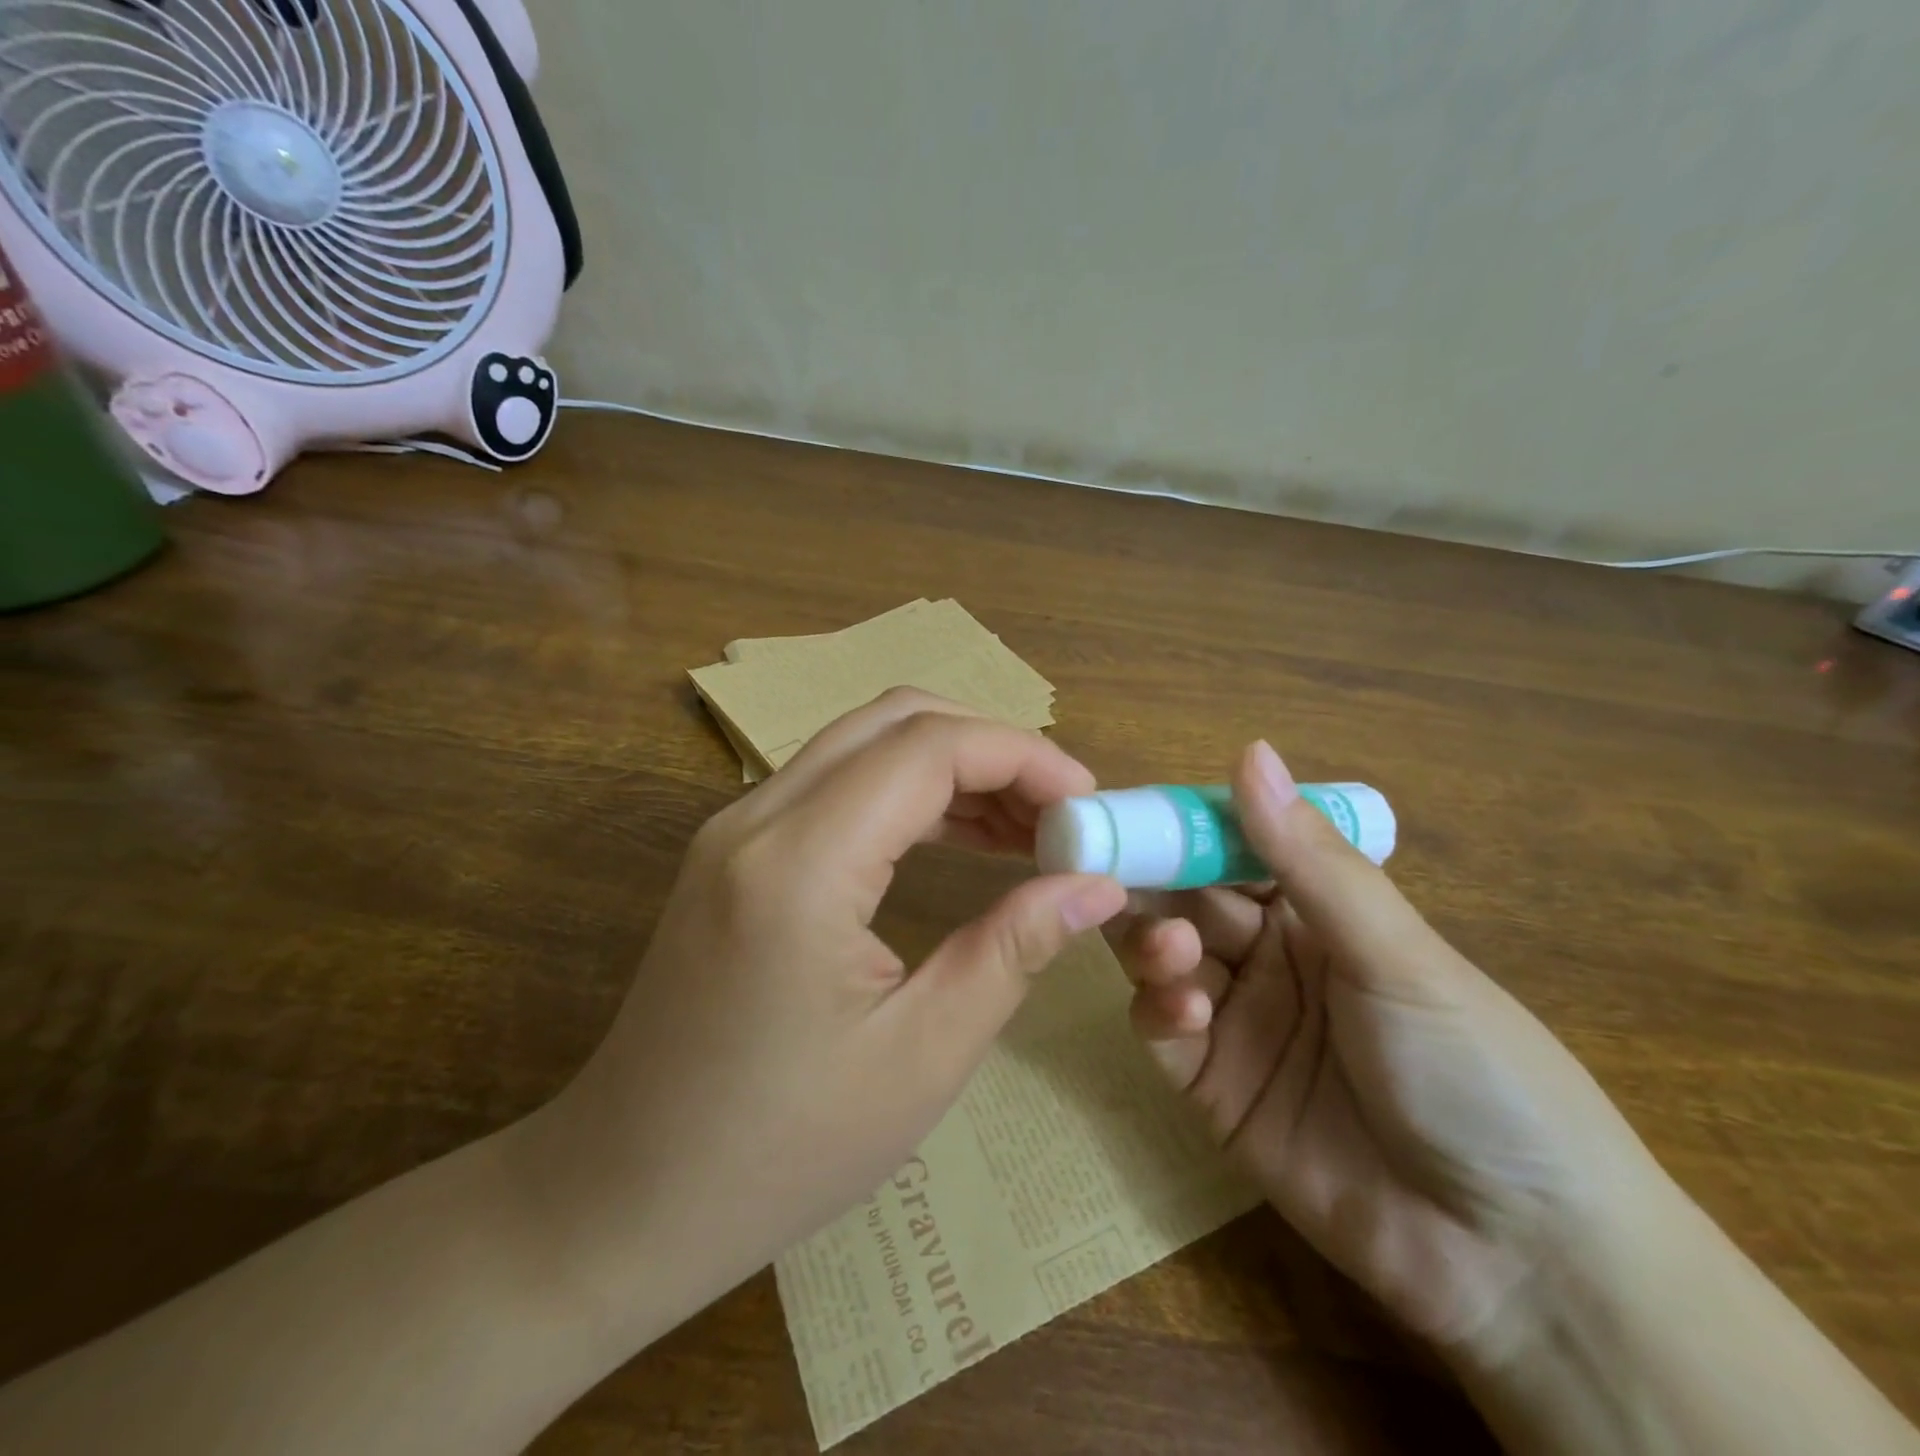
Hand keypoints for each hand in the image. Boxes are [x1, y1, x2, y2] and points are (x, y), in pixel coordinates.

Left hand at [519, 690, 1126, 1336]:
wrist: (625, 1192)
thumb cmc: (779, 1149)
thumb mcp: (922, 1057)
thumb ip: (1013, 949)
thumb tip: (1095, 884)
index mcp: (800, 863)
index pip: (928, 748)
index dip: (1022, 756)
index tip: (1089, 803)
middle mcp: (758, 816)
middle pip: (895, 721)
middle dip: (991, 748)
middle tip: (1060, 811)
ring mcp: (736, 826)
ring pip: (864, 743)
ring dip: (951, 767)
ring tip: (1025, 827)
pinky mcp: (734, 850)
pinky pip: (836, 784)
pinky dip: (907, 793)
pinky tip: (957, 836)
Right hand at [1112, 742, 1665, 1354]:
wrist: (1520, 1259)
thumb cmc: (1475, 1071)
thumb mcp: (1396, 955)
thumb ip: (1310, 859)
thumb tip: (1250, 750)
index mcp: (1317, 911)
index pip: (1231, 847)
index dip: (1182, 826)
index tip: (1128, 810)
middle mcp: (1269, 956)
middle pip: (1185, 899)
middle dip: (1152, 882)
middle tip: (1111, 873)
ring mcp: (1237, 1021)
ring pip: (1163, 958)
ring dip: (1153, 943)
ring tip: (1172, 952)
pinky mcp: (1211, 1087)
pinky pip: (1162, 1031)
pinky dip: (1159, 1011)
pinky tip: (1185, 1015)